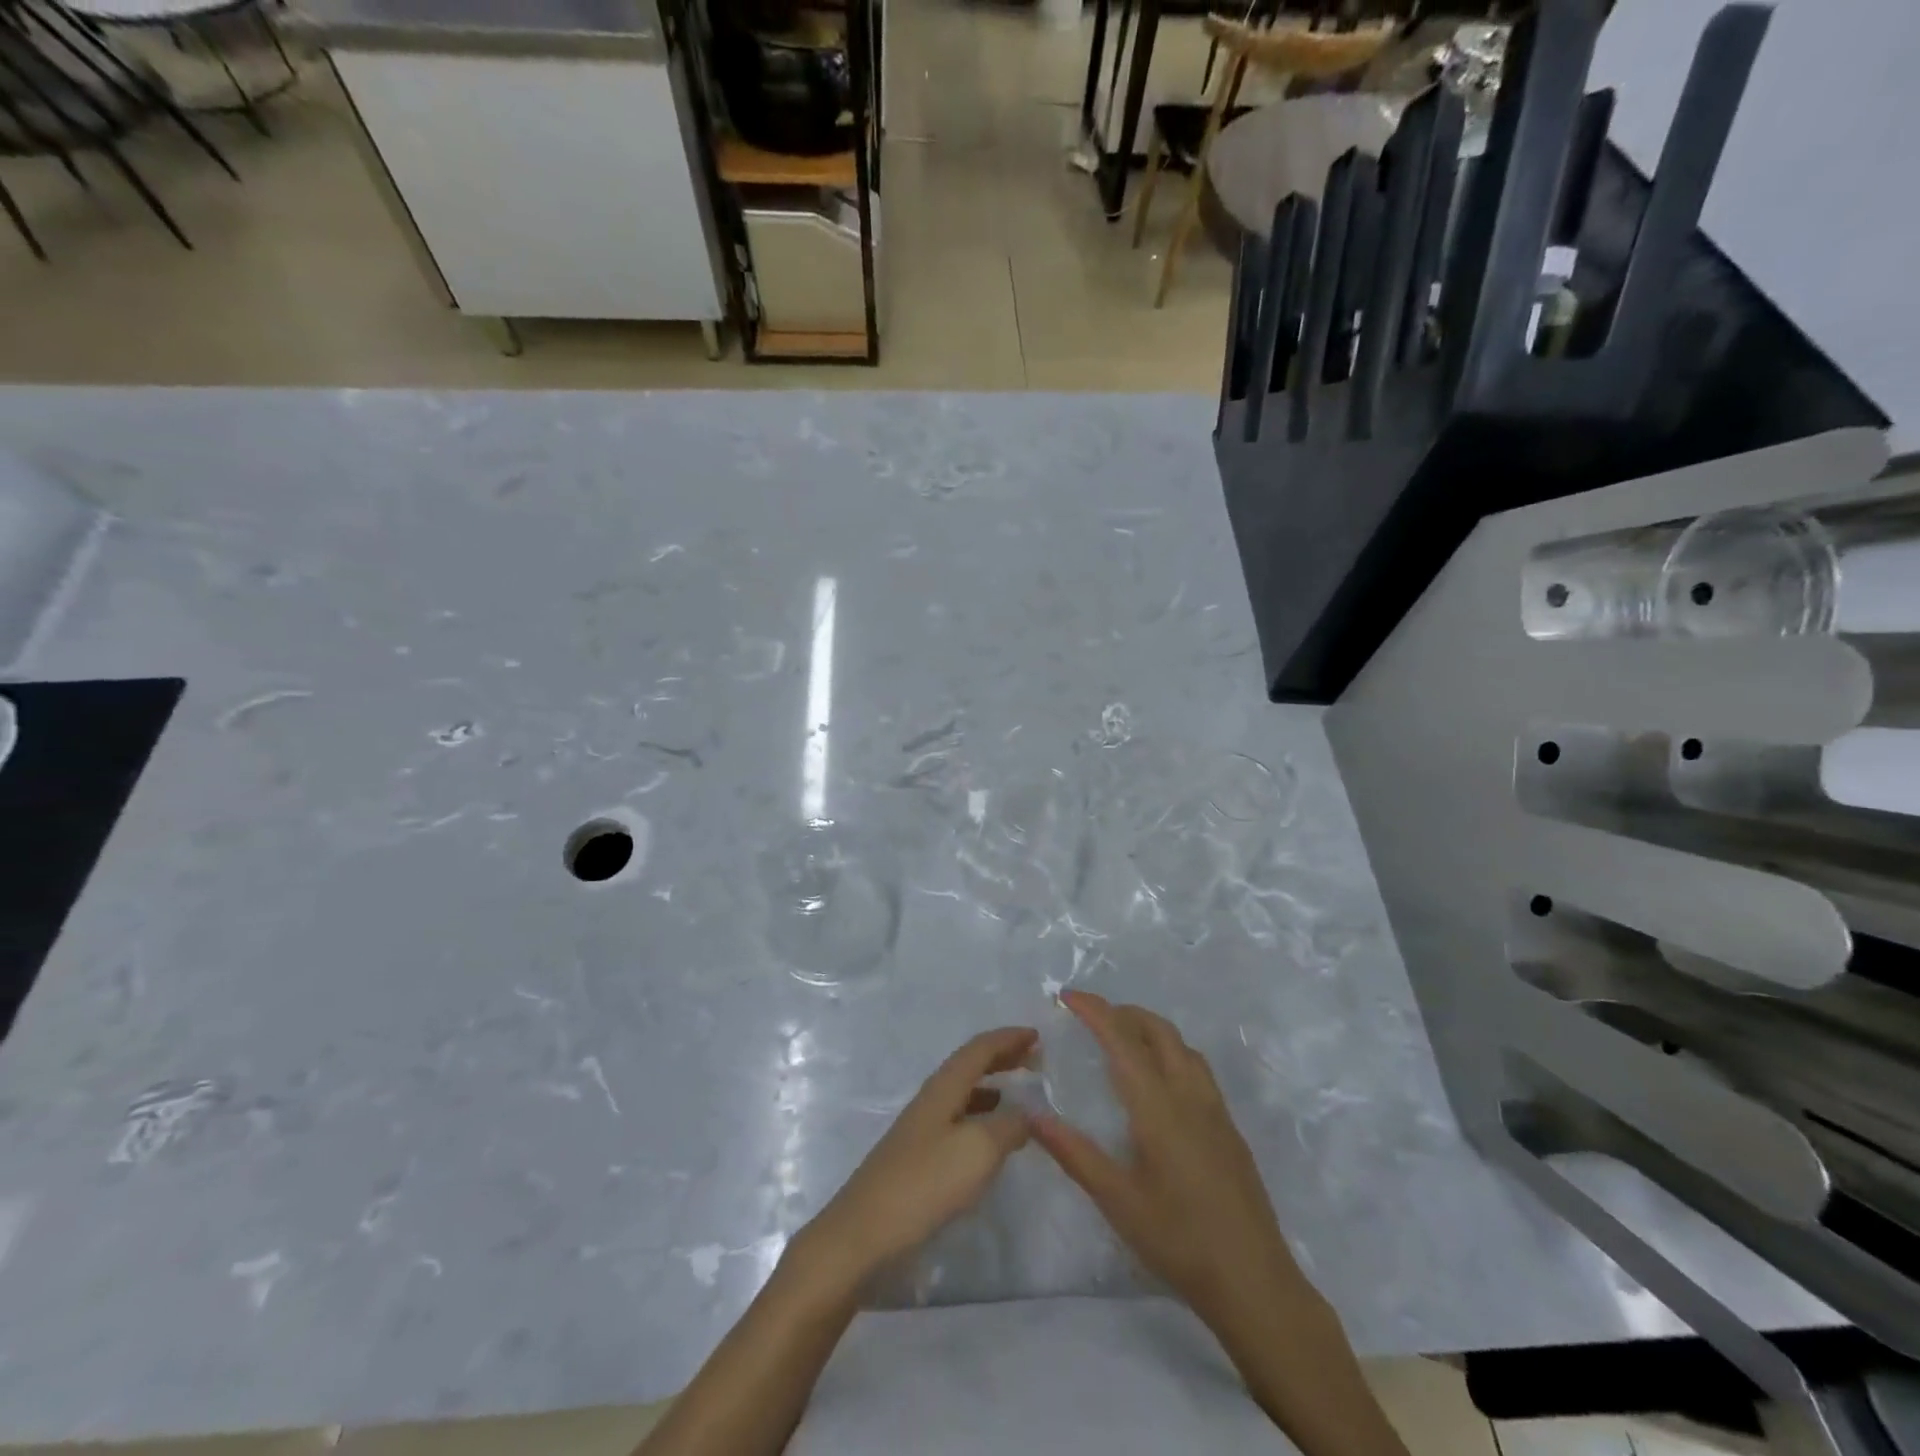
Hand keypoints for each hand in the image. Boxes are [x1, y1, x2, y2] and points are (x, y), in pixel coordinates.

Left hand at [798, 1026, 1037, 1287]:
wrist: (864, 1235)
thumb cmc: (924, 1183)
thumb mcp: (978, 1150)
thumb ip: (1009, 1126)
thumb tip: (1027, 1114)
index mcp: (943, 1088)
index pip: (979, 1049)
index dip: (1008, 1039)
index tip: (1036, 1035)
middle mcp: (931, 1100)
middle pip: (968, 1067)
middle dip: (1000, 1058)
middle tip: (1033, 1059)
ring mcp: (921, 1130)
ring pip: (962, 1095)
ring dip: (991, 1088)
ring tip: (1017, 1097)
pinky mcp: (917, 1160)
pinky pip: (957, 1123)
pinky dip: (980, 1120)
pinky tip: (990, 1142)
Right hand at [1032, 991, 1307, 1334]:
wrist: (1255, 1282)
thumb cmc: (1179, 1240)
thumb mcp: (1117, 1201)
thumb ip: (1074, 1153)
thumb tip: (1032, 1115)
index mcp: (1158, 1106)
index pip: (1122, 1039)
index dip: (1094, 1011)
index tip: (1067, 996)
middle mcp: (1189, 1094)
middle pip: (1157, 1030)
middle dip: (1123, 1012)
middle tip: (1090, 1017)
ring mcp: (1215, 1110)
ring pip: (1182, 1046)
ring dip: (1150, 1029)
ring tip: (1123, 1041)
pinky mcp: (1230, 1128)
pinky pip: (1197, 1068)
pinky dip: (1171, 1052)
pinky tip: (1160, 1083)